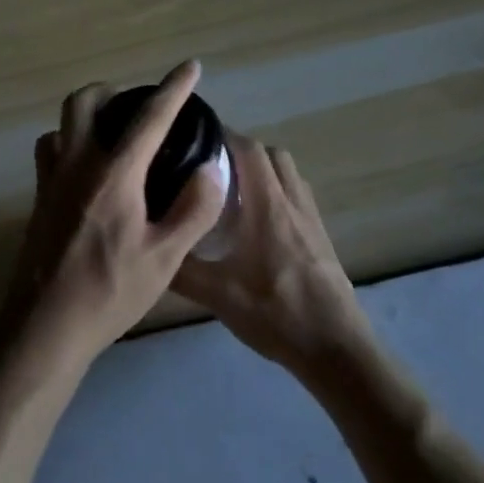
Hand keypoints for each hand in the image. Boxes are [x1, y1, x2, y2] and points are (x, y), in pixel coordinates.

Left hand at [1, 60, 227, 367]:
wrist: (45, 327)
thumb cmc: (109, 293)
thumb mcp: (165, 259)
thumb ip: (193, 210)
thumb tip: (210, 170)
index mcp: (114, 174)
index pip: (149, 117)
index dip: (174, 88)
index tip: (191, 66)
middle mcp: (77, 164)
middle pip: (85, 101)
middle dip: (115, 90)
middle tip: (141, 106)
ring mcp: (51, 180)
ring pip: (62, 124)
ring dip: (88, 115)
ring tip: (115, 133)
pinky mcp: (39, 199)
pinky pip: (50, 151)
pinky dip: (69, 143)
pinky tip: (89, 170)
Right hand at [173, 139, 373, 378]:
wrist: (335, 348)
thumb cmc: (276, 314)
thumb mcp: (217, 295)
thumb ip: (180, 269)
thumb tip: (148, 248)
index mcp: (268, 206)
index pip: (249, 149)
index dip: (224, 134)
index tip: (196, 136)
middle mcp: (293, 203)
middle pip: (272, 155)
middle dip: (242, 151)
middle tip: (210, 168)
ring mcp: (312, 220)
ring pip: (289, 176)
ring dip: (262, 173)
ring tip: (231, 194)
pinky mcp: (321, 239)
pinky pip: (297, 199)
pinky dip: (276, 195)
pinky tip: (256, 226)